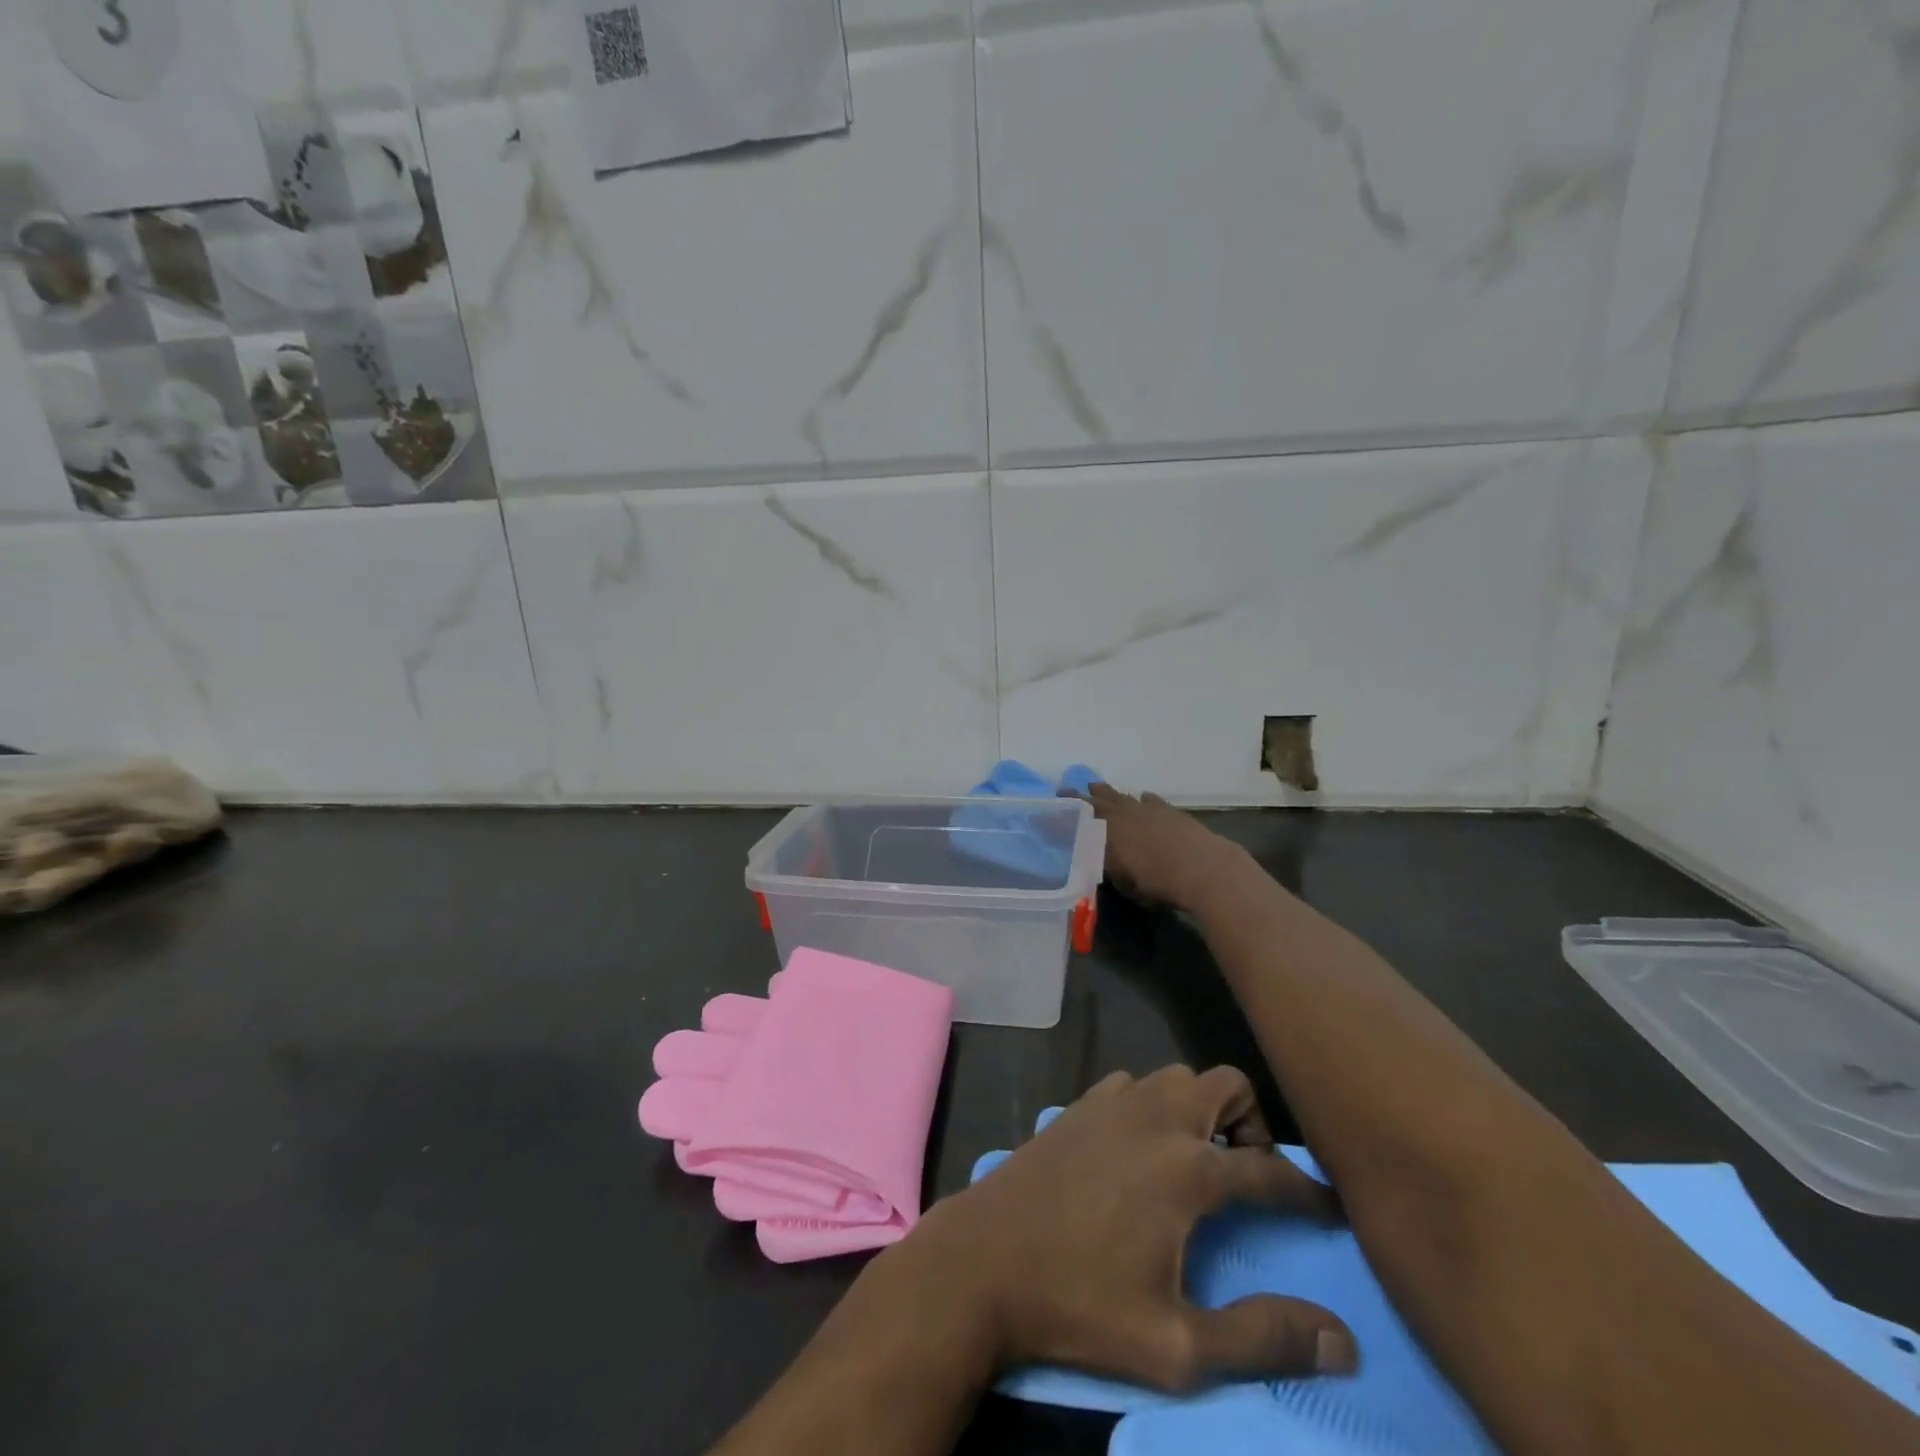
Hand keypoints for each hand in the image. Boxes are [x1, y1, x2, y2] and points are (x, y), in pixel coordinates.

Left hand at [897, 1065, 1356, 1392]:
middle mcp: (1155, 1118)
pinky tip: (1140, 1149)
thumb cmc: (1080, 1306)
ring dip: (1199, 1108)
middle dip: (1252, 1122)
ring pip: (1176, 1077)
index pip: (1270, 1170)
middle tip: (1250, 1174)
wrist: (983, 1261)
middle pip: (1225, 1084)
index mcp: (1187, 1168)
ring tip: (1198, 1161)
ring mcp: (1111, 1103)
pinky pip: (1132, 1085)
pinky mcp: (1077, 1105)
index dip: (1309, 1192)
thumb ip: (1263, 1338)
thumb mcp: (1177, 1346)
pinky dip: (1152, 1105)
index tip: (1330, 1207)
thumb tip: (1343, 1341)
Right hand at [1076, 783, 1245, 911]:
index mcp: (1104, 830)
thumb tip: (1101, 860)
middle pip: (1095, 801)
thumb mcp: (1123, 883)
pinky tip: (1141, 798)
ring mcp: (1145, 808)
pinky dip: (1141, 799)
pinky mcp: (1168, 810)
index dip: (1062, 815)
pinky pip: (1148, 799)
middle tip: (1065, 790)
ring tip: (1095, 786)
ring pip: (1120, 796)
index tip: (1049, 811)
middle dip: (1079, 797)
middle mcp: (1121, 814)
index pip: (1076, 818)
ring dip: (1106, 792)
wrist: (1204, 868)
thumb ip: (1109, 868)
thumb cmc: (1157, 882)